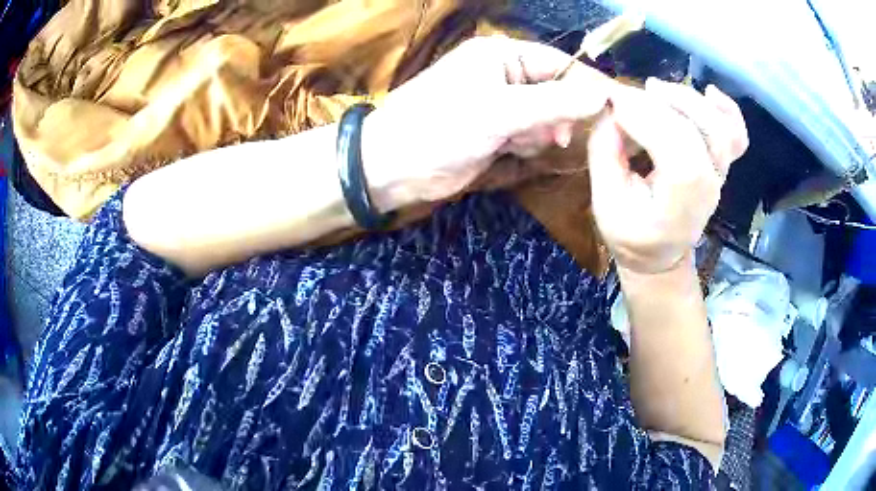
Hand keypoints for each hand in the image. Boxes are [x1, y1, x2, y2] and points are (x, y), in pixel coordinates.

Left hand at [362, 36, 613, 210]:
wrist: (393, 167)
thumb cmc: (440, 128)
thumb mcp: (500, 111)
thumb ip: (554, 103)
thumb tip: (603, 95)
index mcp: (502, 55)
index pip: (560, 63)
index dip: (587, 86)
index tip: (612, 112)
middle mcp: (504, 74)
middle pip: (557, 89)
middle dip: (559, 114)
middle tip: (556, 136)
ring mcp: (501, 103)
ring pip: (547, 114)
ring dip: (543, 131)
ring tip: (520, 142)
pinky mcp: (497, 129)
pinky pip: (531, 132)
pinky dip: (531, 142)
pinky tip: (514, 150)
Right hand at [588, 79, 748, 273]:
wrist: (661, 252)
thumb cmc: (631, 231)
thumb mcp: (605, 201)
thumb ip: (605, 153)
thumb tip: (611, 110)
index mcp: (680, 204)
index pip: (675, 149)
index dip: (645, 117)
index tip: (613, 103)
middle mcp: (709, 185)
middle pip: (699, 131)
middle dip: (660, 103)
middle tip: (627, 97)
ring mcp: (721, 172)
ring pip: (719, 125)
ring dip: (687, 98)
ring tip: (655, 89)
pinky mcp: (723, 162)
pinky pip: (737, 133)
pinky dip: (727, 109)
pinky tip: (710, 93)